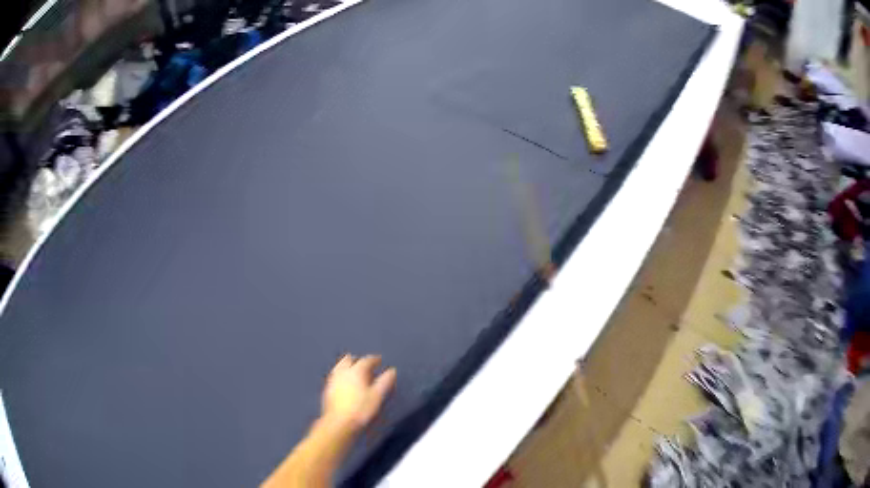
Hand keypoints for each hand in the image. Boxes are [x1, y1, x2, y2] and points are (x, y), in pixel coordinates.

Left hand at [322, 355, 395, 431]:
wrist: (339, 422)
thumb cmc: (361, 409)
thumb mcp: (378, 396)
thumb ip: (385, 382)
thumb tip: (391, 371)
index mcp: (356, 371)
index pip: (366, 360)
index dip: (374, 359)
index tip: (379, 360)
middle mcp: (343, 372)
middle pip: (349, 359)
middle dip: (358, 360)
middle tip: (366, 365)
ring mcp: (333, 380)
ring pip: (340, 366)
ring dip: (348, 366)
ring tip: (354, 371)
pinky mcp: (327, 389)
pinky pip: (335, 375)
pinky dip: (341, 375)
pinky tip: (344, 382)